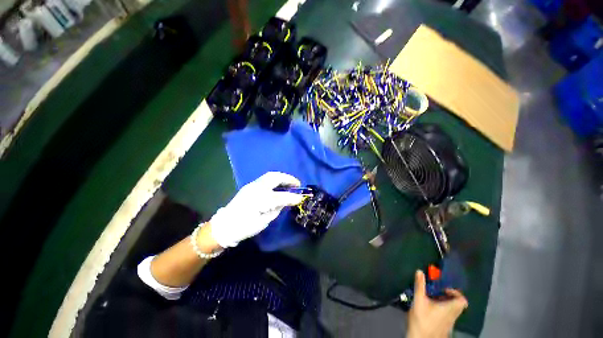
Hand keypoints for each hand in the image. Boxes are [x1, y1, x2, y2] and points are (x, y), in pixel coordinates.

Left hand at [209, 172, 303, 247]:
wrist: (225, 226)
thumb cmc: (245, 227)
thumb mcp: (264, 222)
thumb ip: (276, 209)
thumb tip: (285, 202)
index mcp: (261, 200)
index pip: (281, 196)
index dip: (293, 197)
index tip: (301, 198)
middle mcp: (257, 188)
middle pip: (275, 178)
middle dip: (288, 179)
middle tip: (297, 184)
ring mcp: (252, 185)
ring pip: (270, 175)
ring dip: (282, 177)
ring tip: (290, 183)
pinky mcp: (249, 186)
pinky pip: (265, 179)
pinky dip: (275, 180)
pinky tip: (279, 185)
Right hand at [407, 270, 467, 337]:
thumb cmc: (422, 319)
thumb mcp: (419, 300)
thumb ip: (420, 286)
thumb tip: (420, 271)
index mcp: (450, 309)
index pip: (463, 300)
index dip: (456, 293)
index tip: (443, 289)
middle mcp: (453, 316)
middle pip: (457, 305)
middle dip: (447, 297)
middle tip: (435, 293)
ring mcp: (449, 324)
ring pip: (452, 311)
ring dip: (444, 303)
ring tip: (430, 300)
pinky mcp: (444, 328)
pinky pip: (447, 316)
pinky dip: (441, 311)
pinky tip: (429, 310)